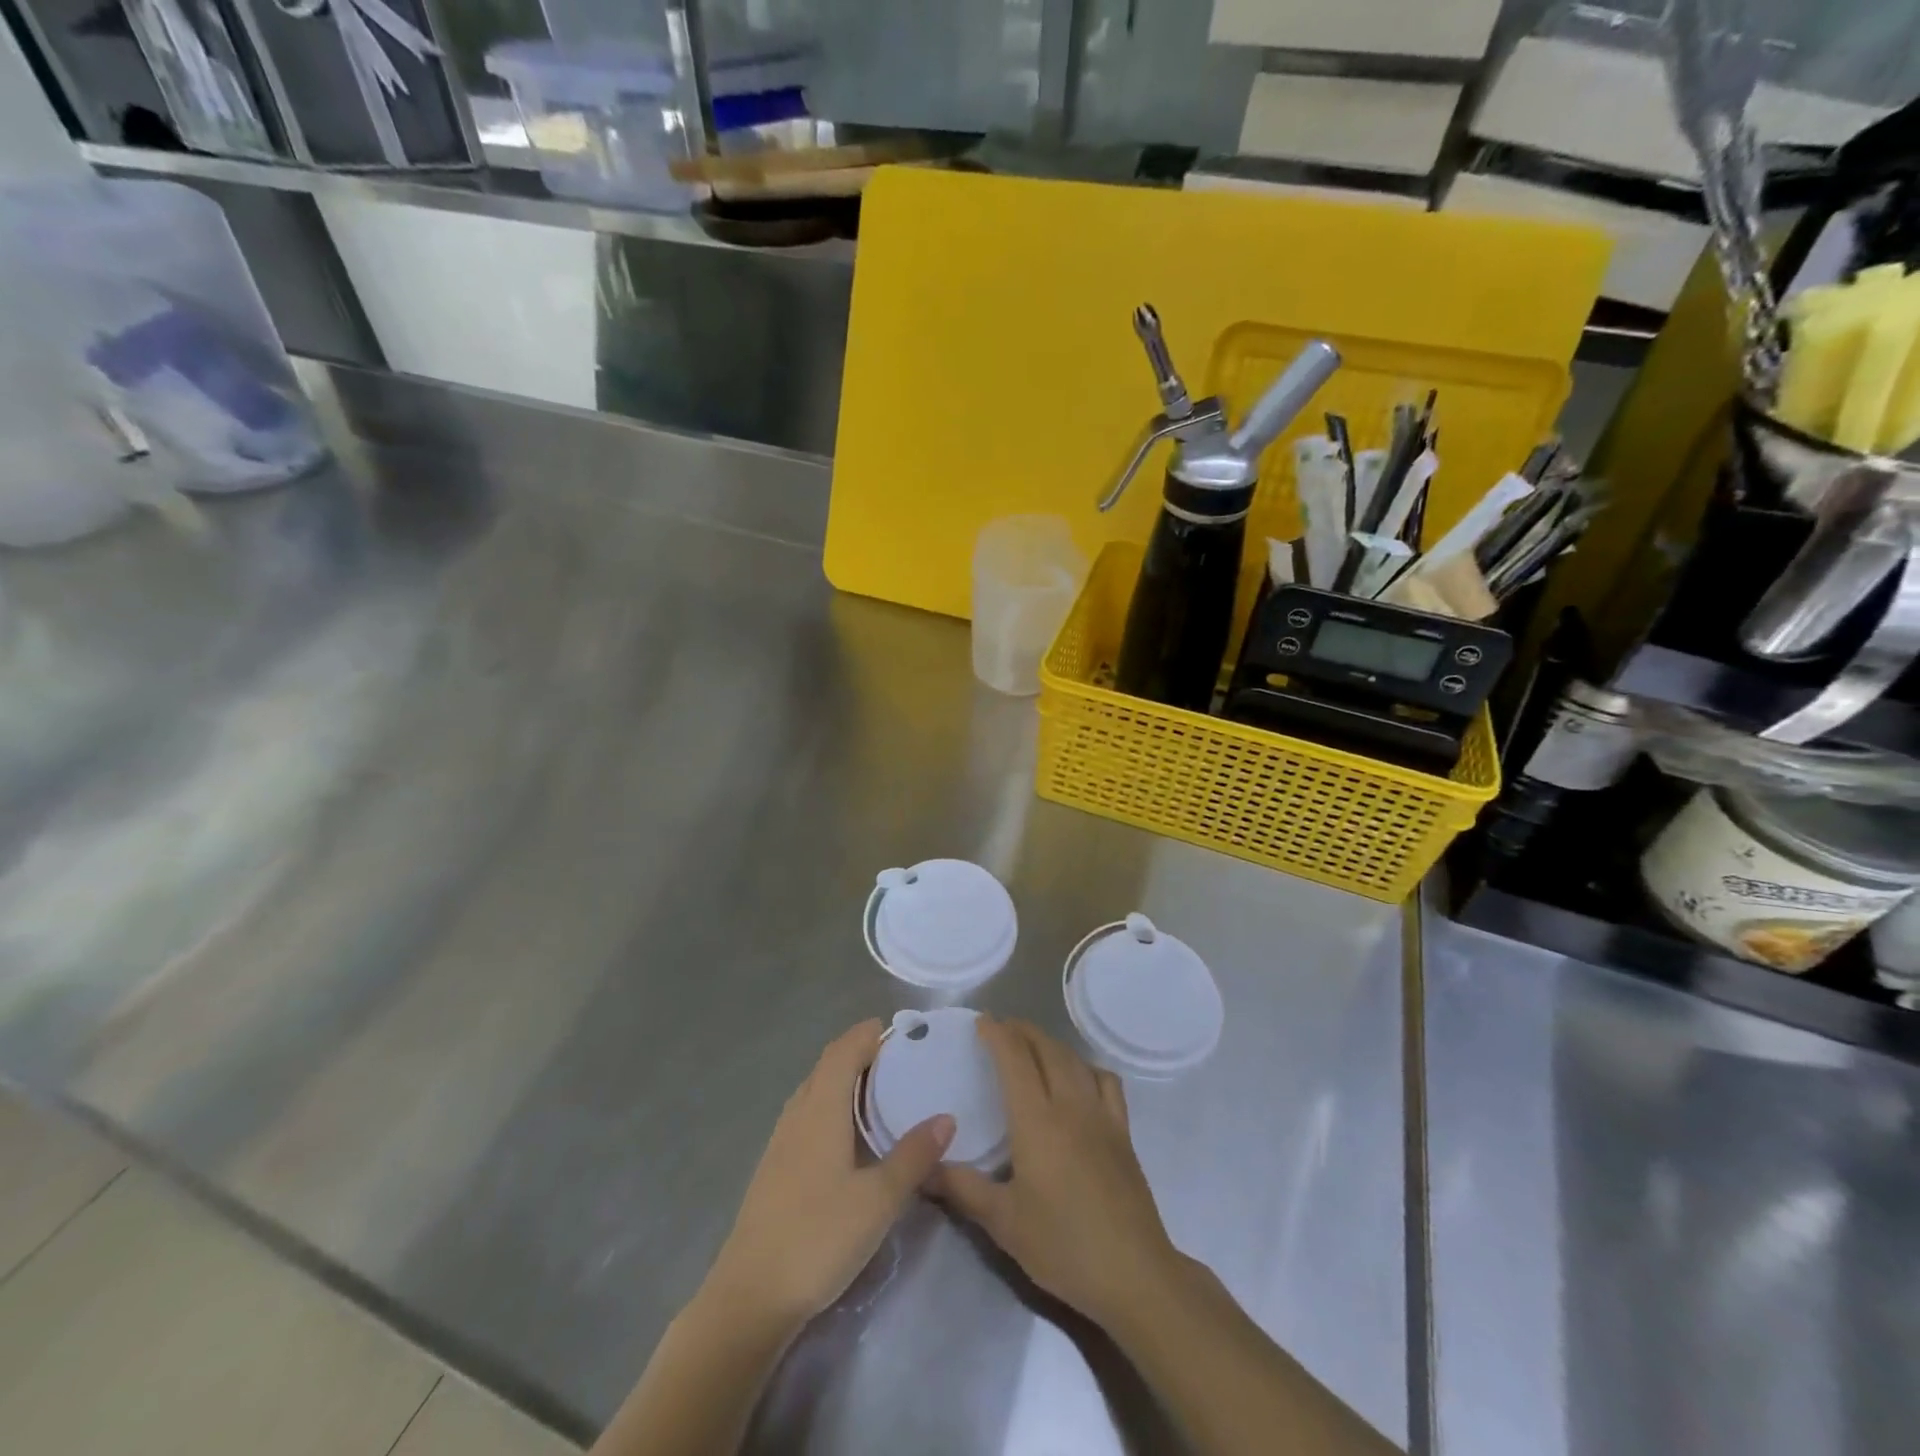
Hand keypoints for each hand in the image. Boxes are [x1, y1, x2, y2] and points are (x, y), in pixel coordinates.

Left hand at [702, 1019, 954, 1335]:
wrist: (749, 1298)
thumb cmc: (818, 1238)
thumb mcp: (878, 1200)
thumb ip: (913, 1156)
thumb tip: (947, 1117)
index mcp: (821, 1109)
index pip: (843, 1051)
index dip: (868, 1034)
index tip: (901, 1030)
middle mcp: (798, 1114)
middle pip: (827, 1066)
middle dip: (860, 1052)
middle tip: (900, 1058)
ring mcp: (782, 1141)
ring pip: (815, 1090)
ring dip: (844, 1078)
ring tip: (880, 1089)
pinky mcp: (776, 1167)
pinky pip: (808, 1115)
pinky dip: (832, 1105)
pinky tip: (850, 1135)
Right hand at [931, 1017, 1181, 1329]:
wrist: (1134, 1274)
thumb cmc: (1063, 1246)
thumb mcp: (1004, 1223)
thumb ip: (962, 1189)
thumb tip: (924, 1168)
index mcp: (1037, 1120)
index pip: (1015, 1059)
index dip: (998, 1034)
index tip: (981, 1021)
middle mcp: (1070, 1105)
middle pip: (1046, 1049)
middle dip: (1022, 1031)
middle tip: (1001, 1029)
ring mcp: (1101, 1115)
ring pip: (1074, 1060)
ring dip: (1051, 1043)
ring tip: (1033, 1046)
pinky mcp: (1123, 1132)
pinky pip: (1106, 1082)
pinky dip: (1087, 1067)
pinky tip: (1080, 1079)